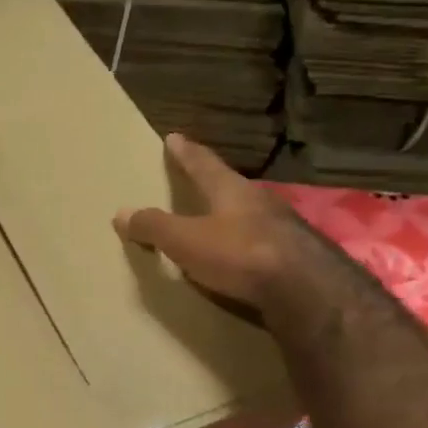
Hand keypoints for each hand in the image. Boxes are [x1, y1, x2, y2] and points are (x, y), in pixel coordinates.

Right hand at [113, 134, 308, 309]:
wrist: (306, 289)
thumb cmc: (240, 253)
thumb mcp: (185, 240)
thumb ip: (154, 226)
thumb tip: (121, 213)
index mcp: (231, 190)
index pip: (203, 164)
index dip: (186, 152)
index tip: (174, 137)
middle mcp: (260, 201)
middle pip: (231, 187)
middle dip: (213, 184)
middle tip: (198, 181)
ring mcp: (284, 228)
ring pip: (251, 215)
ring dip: (233, 217)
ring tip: (218, 222)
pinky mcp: (297, 257)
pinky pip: (263, 244)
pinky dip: (247, 246)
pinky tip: (242, 257)